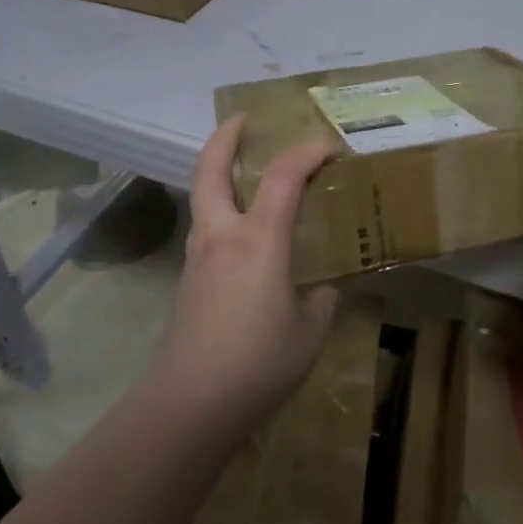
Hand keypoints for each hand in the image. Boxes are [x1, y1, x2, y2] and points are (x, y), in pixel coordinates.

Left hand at [152, 114, 340, 426]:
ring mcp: (198, 257)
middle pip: (211, 169)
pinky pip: (206, 228)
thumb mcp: (311, 329)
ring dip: (219, 172)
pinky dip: (222, 209)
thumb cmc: (259, 362)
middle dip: (225, 137)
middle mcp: (222, 235)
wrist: (191, 403)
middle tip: (243, 120)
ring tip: (246, 172)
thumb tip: (318, 286)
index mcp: (258, 239)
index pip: (284, 174)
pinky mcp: (189, 281)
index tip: (332, 145)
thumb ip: (320, 298)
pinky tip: (244, 234)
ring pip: (203, 197)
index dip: (309, 149)